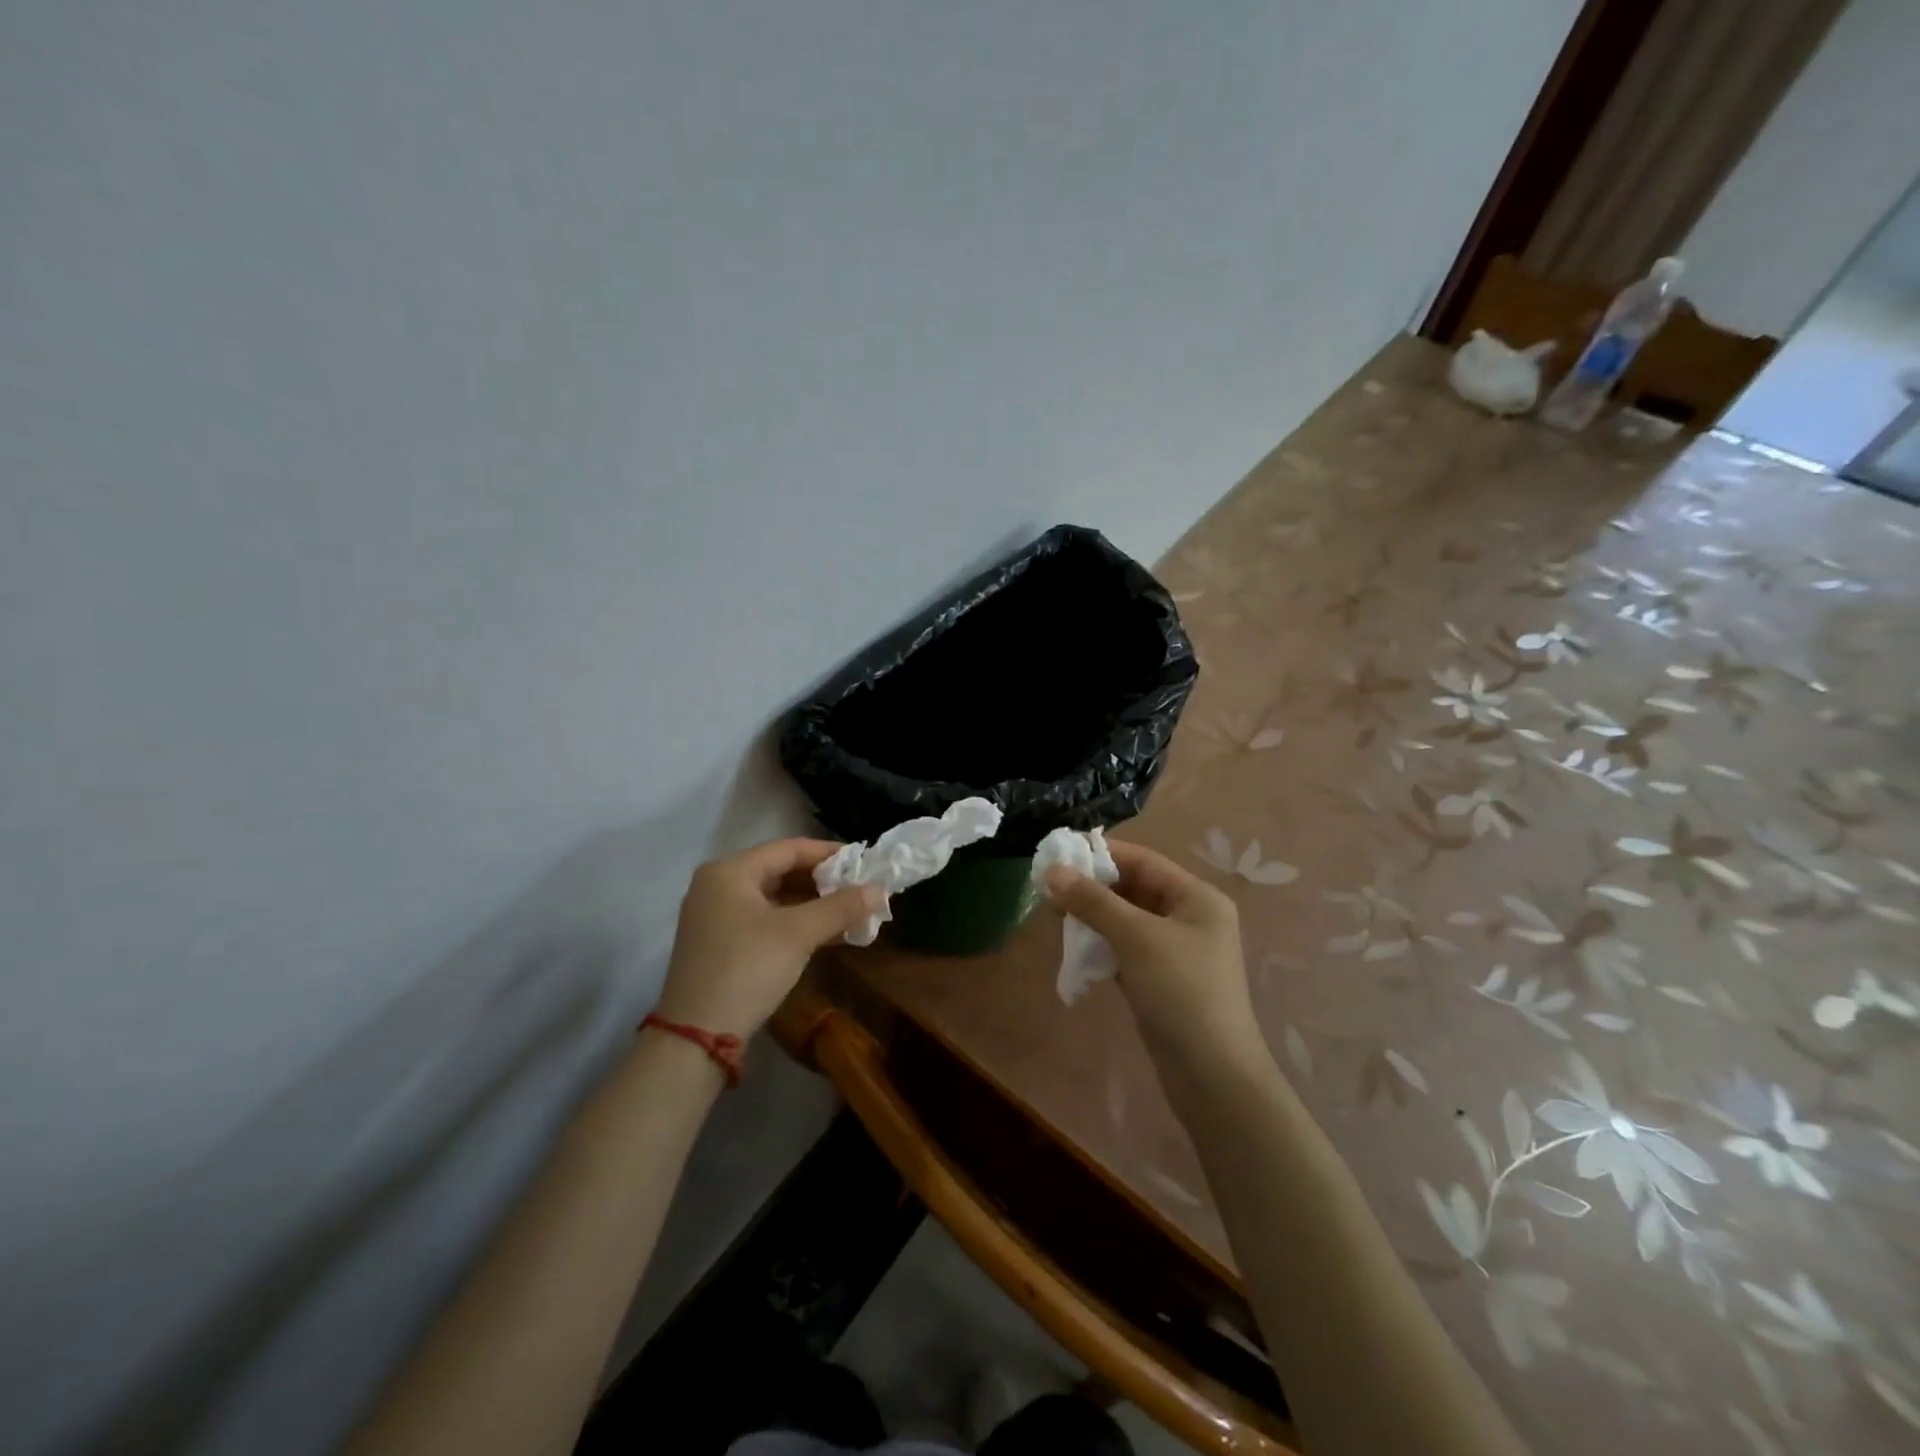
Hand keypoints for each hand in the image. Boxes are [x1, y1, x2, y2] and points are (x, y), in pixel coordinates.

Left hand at [654, 838, 880, 1039]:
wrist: (695, 1038)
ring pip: (775, 899)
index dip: (829, 853)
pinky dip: (796, 924)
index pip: (789, 848)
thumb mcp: (798, 934)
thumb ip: (840, 907)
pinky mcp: (721, 944)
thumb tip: (880, 889)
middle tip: (861, 888)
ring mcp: (716, 917)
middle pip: (781, 871)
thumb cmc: (747, 969)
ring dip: (813, 905)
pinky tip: (829, 935)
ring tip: (852, 912)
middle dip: (824, 882)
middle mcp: (718, 886)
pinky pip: (765, 921)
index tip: (864, 861)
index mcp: (730, 871)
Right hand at [1045, 842, 1265, 1073]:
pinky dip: (1101, 944)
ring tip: (1054, 917)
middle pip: (1133, 888)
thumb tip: (1051, 871)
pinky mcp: (1161, 980)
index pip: (1143, 861)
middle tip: (1048, 889)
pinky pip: (1125, 949)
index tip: (1058, 853)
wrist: (1212, 1076)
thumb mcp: (1135, 937)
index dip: (1101, 853)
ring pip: (1126, 920)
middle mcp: (1190, 918)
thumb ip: (1093, 901)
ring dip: (1092, 917)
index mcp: (1196, 898)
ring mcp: (1176, 951)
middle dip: (1092, 887)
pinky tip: (1074, 948)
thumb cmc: (1180, 991)